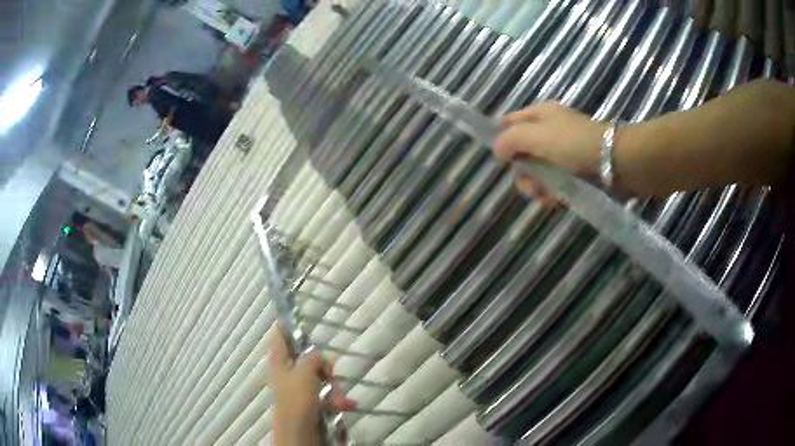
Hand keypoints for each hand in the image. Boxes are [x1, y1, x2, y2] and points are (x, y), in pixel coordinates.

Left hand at [268, 326, 356, 445]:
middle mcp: (287, 372)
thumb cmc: (298, 397)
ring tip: (340, 399)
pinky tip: (346, 405)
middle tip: (330, 373)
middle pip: (307, 358)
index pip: (280, 336)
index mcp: (279, 361)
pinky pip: (324, 394)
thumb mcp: (305, 371)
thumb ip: (312, 358)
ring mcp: (298, 388)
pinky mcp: (309, 402)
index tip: (301, 318)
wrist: (299, 430)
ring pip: (319, 378)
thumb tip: (317, 355)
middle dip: (324, 367)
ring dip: (333, 387)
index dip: (288, 326)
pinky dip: (335, 399)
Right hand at [495, 101, 607, 205]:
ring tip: (550, 196)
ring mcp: (564, 150)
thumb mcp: (536, 136)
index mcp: (540, 114)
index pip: (510, 122)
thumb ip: (510, 140)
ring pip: (539, 171)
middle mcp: (550, 130)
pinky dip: (555, 192)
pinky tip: (560, 200)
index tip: (506, 161)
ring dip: (540, 187)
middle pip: (523, 152)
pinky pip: (556, 181)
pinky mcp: (576, 169)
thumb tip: (498, 150)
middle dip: (525, 173)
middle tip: (534, 185)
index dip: (503, 141)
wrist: (616, 162)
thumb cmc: (574, 144)